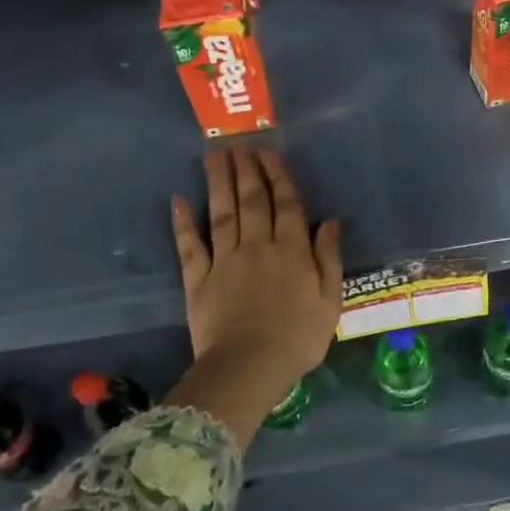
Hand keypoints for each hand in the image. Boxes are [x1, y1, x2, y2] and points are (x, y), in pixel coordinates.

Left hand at [172, 147, 342, 392]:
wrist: (250, 367)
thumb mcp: (330, 300)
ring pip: (222, 214)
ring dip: (218, 183)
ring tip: (213, 156)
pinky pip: (190, 246)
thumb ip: (328, 258)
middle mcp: (257, 246)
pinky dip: (183, 223)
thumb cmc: (299, 338)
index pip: (286, 204)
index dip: (278, 176)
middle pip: (252, 201)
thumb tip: (329, 222)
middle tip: (238, 143)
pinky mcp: (199, 280)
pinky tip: (178, 201)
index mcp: (291, 251)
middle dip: (246, 170)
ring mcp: (225, 261)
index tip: (268, 152)